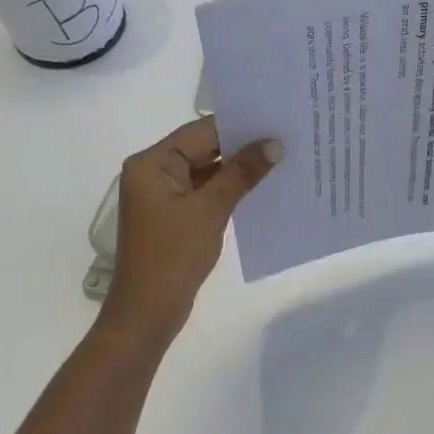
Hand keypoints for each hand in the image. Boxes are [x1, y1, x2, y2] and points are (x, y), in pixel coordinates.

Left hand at [95, 116, 281, 348]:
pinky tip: (262, 187)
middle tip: (286, 137)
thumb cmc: (173, 256)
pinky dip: (230, 189)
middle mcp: (154, 172)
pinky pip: (206, 191)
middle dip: (242, 146)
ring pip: (208, 170)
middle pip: (204, 148)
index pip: (201, 131)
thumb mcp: (210, 210)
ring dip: (239, 168)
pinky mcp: (175, 215)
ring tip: (282, 158)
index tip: (276, 119)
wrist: (147, 314)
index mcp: (152, 163)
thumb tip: (274, 143)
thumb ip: (242, 173)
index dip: (239, 125)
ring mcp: (164, 195)